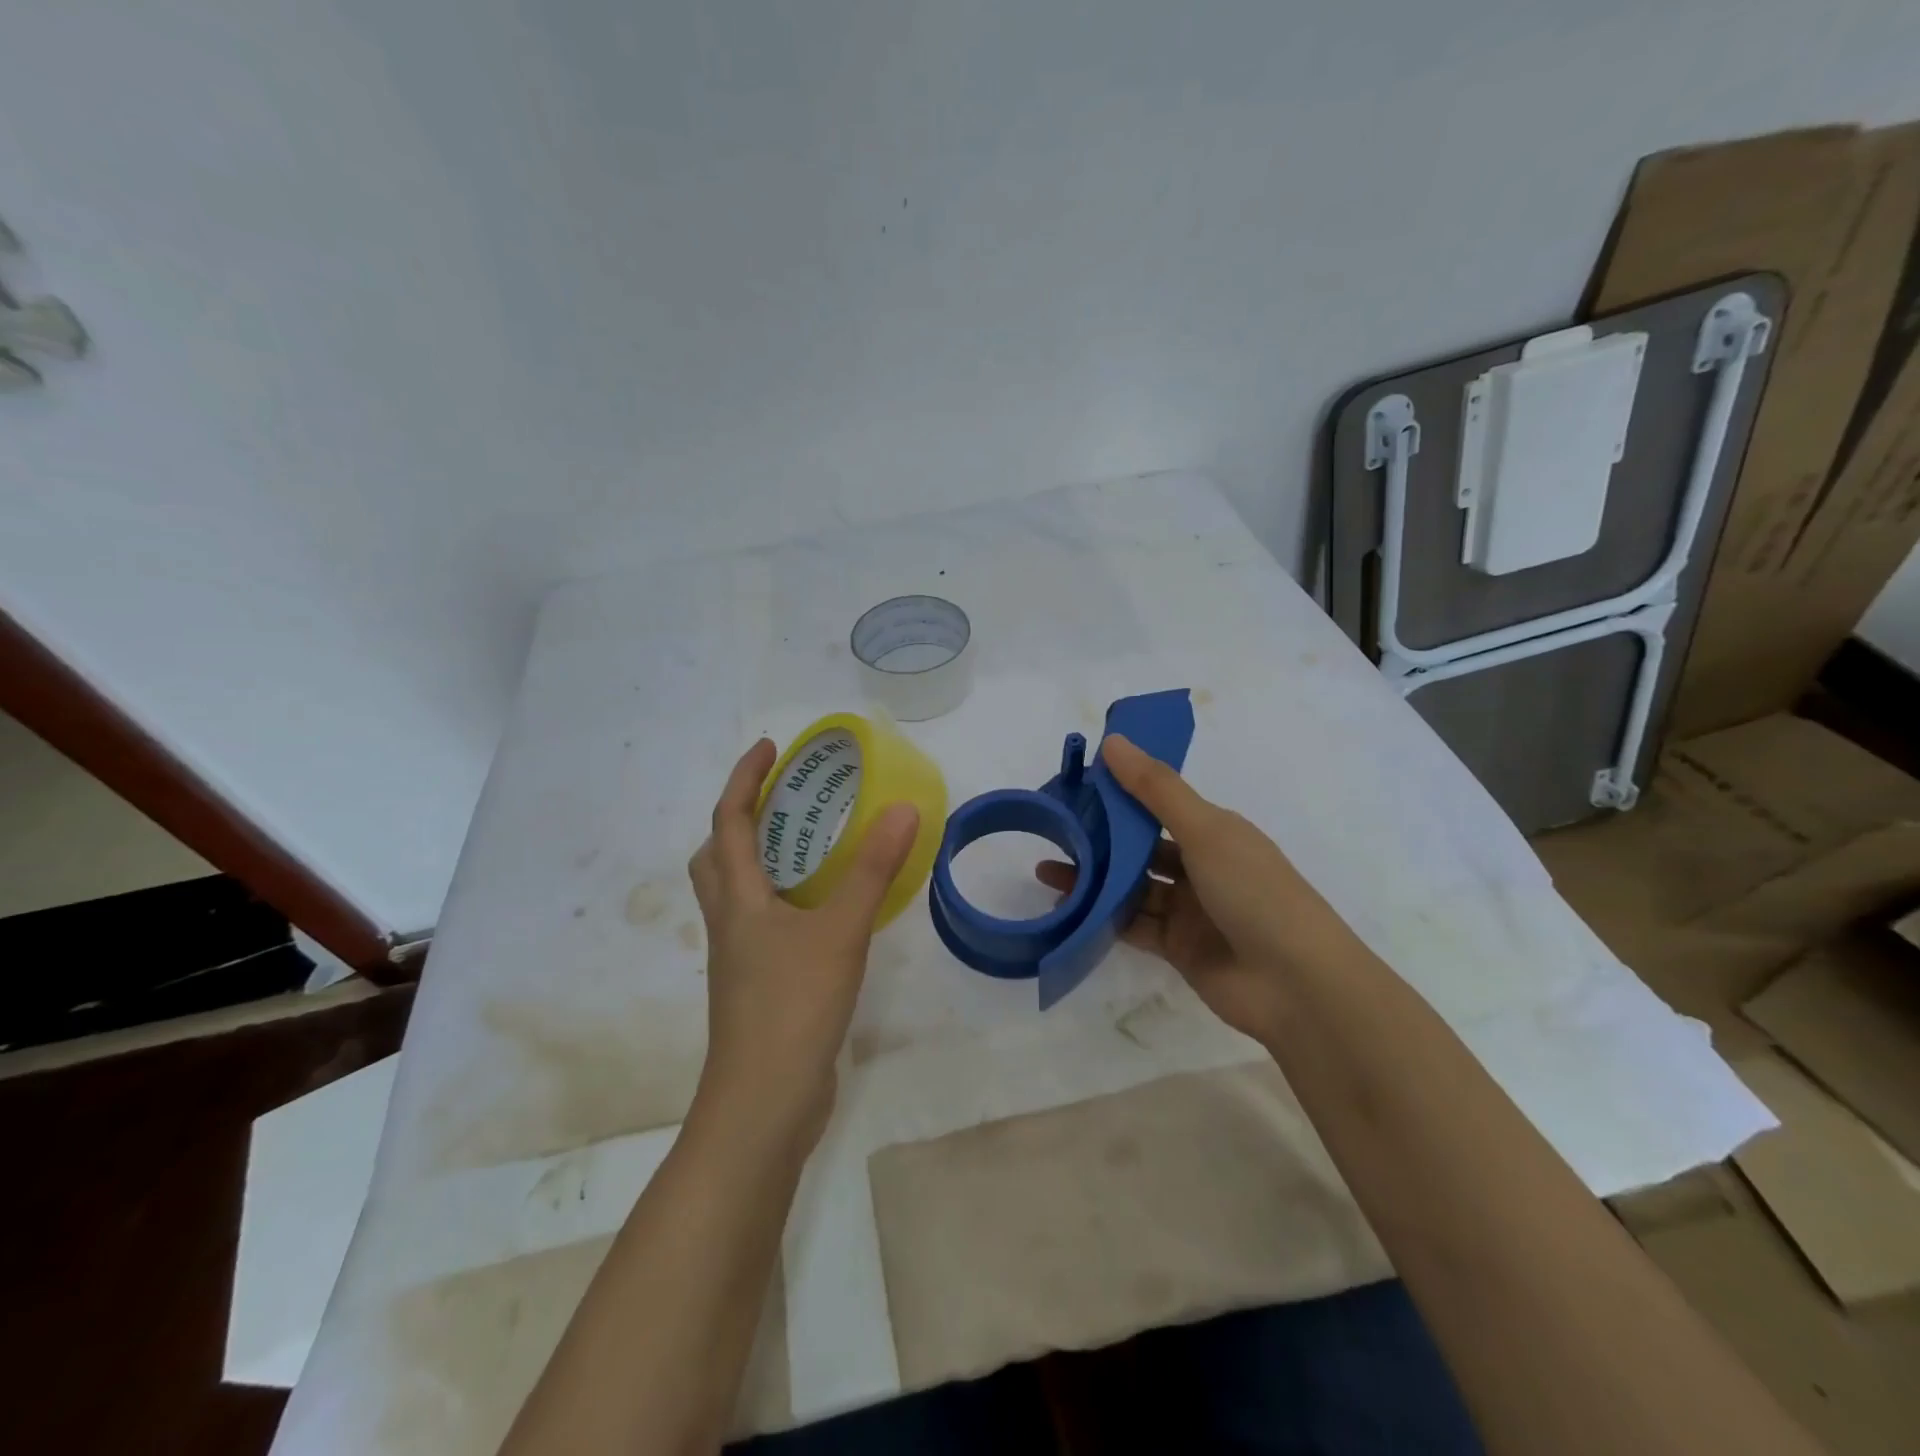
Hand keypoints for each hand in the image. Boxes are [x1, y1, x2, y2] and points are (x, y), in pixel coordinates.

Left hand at [687, 738, 919, 1148]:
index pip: (728, 821)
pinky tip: (821, 910)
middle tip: (783, 801)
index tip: (771, 748)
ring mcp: (739, 958)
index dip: (745, 779)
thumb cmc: (792, 1006)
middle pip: (716, 856)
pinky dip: (782, 899)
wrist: (764, 1102)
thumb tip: (902, 808)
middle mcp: (729, 922)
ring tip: (808, 846)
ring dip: (760, 859)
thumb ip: (871, 870)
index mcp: (737, 899)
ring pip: (736, 892)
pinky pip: (761, 923)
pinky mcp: (757, 984)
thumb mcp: (839, 931)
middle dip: (740, 818)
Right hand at [1035, 735, 1356, 1042]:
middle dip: (1100, 840)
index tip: (1077, 786)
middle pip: (1141, 848)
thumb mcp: (1206, 831)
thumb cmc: (1255, 892)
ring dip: (1094, 879)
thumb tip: (1113, 741)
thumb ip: (1156, 789)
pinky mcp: (1178, 948)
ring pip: (1132, 887)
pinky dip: (1103, 917)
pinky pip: (1133, 926)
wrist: (1296, 986)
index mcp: (1215, 831)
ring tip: (1047, 871)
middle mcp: (1202, 866)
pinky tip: (1068, 909)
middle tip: (1053, 833)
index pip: (1159, 804)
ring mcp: (1190, 910)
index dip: (1121, 794)